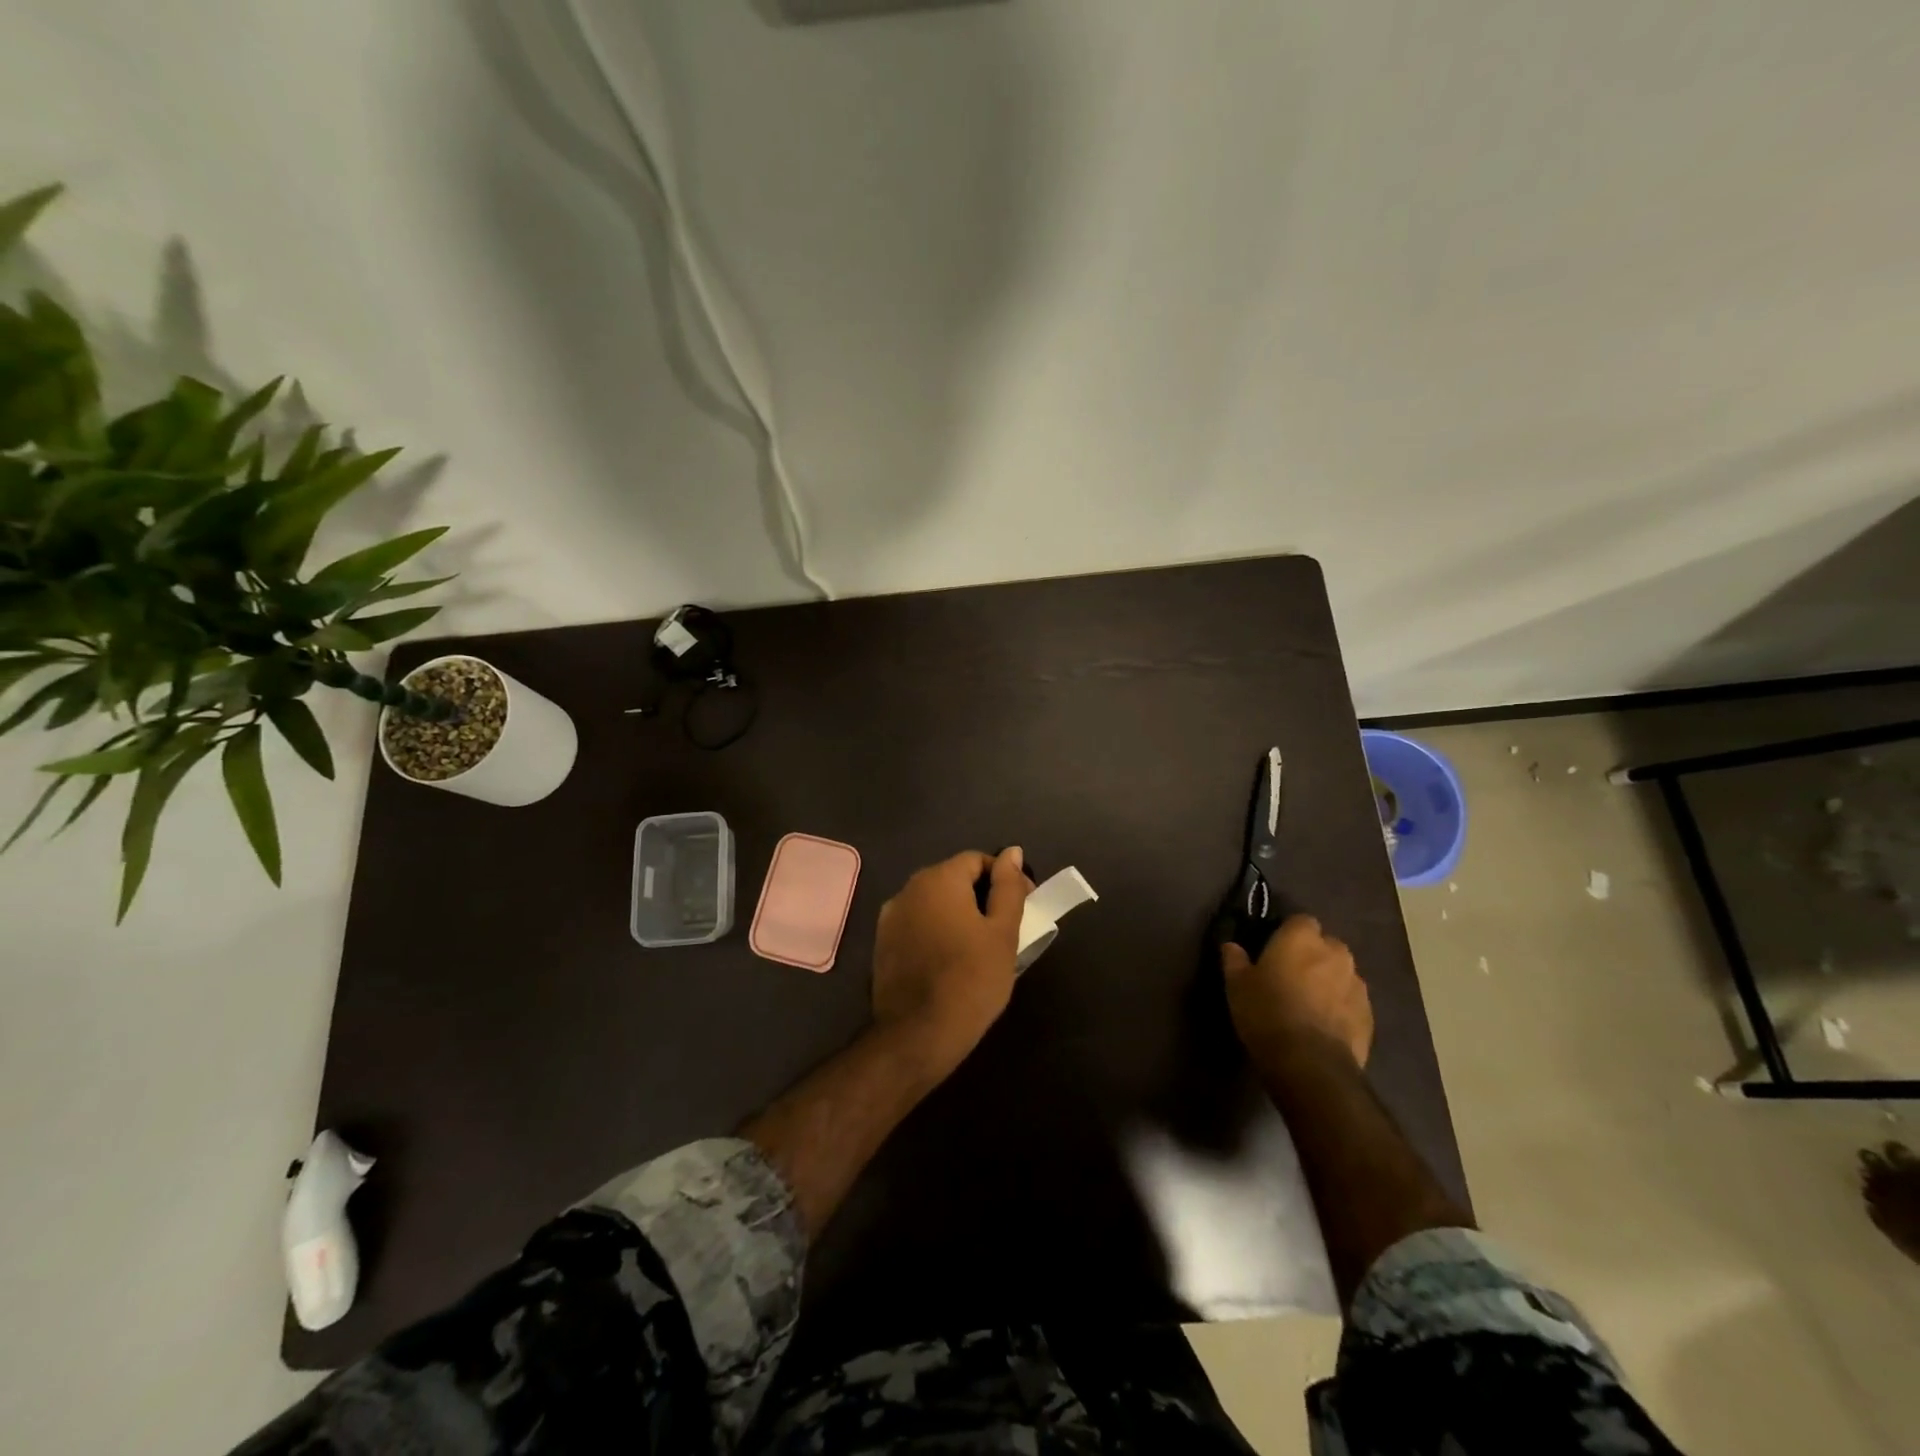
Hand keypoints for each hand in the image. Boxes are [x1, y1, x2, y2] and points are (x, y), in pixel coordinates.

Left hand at [872, 848, 1030, 1077]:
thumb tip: (1013, 852)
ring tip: (980, 947)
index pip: (977, 860)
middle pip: (953, 879)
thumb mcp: (1003, 933)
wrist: (918, 1036)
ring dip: (958, 914)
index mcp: (938, 879)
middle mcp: (908, 889)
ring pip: (934, 903)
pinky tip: (951, 961)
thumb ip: (1008, 888)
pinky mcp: (882, 944)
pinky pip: (917, 925)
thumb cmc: (971, 980)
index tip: (1024, 906)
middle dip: (981, 896)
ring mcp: (890, 917)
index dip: (1004, 878)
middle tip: (1006, 929)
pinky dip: (937, 932)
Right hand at [1220, 914, 1372, 1069]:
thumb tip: (1231, 946)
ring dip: (1329, 981)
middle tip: (1291, 976)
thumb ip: (1235, 960)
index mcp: (1302, 938)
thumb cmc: (1267, 1013)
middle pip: (1326, 945)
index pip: (1300, 921)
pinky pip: (1352, 1001)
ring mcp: (1357, 985)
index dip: (1288, 933)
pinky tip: (1324, 1024)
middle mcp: (1335, 953)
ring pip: (1342, 973)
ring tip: (1310, 1003)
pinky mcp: (1369, 1015)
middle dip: (1313, 955)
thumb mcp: (1237, 986)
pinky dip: (1341, 1007)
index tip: (1274, 949)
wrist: (1310, 1064)